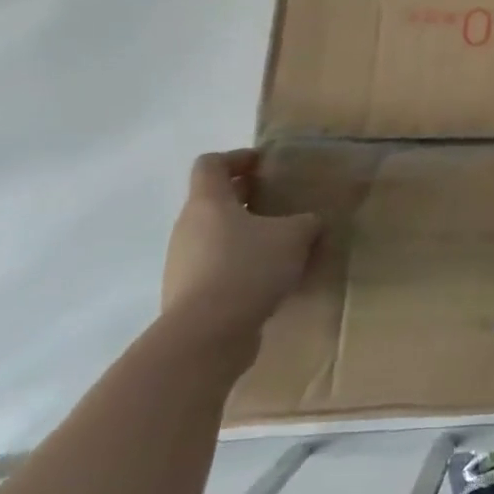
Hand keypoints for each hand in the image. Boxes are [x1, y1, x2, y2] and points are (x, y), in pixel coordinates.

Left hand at [162, 150, 320, 341]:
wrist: (206, 335)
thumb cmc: (248, 268)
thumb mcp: (294, 237)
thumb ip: (306, 222)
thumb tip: (310, 222)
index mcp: (208, 202)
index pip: (211, 164)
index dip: (237, 158)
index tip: (264, 164)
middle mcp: (188, 227)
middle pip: (214, 201)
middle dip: (247, 199)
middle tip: (281, 204)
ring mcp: (183, 263)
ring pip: (216, 236)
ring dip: (246, 235)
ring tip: (281, 246)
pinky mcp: (188, 294)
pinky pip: (217, 268)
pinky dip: (241, 266)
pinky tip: (269, 280)